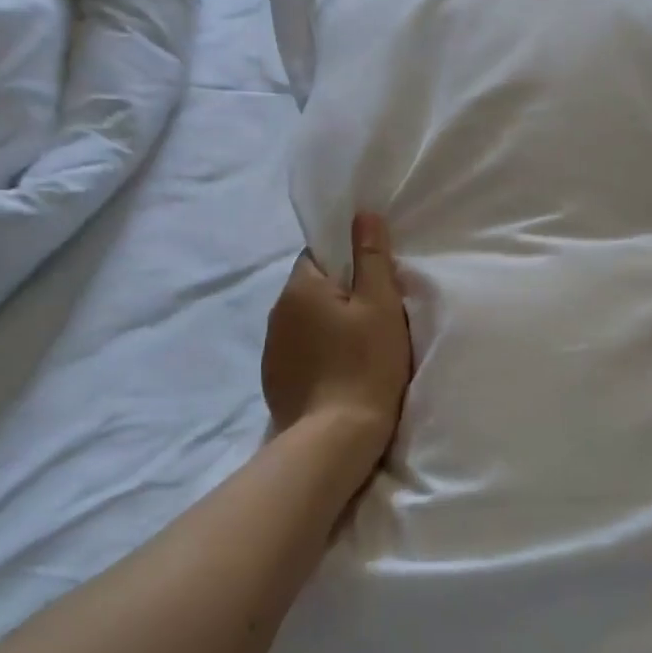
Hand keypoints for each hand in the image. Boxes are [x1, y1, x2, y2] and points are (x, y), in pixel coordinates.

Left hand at [262, 213, 411, 473]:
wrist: (335, 437)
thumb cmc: (366, 363)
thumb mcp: (380, 305)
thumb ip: (371, 257)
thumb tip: (362, 215)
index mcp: (299, 288)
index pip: (318, 256)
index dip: (348, 263)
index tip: (372, 284)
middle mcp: (276, 313)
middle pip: (311, 289)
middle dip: (338, 295)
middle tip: (373, 316)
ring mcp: (271, 349)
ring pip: (304, 322)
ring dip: (326, 326)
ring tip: (356, 347)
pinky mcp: (273, 379)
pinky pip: (298, 351)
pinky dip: (317, 354)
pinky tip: (338, 372)